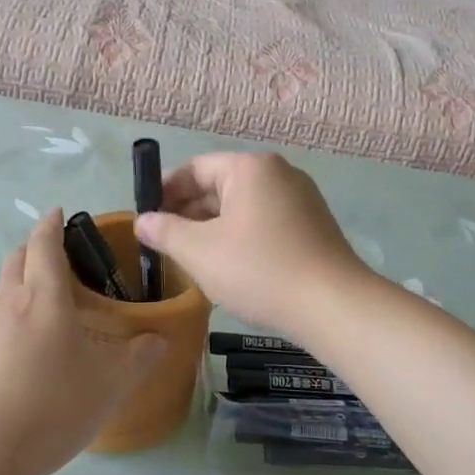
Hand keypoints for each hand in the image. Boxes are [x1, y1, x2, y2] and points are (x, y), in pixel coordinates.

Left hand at [0, 209, 164, 474]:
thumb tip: (160, 340)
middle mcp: (7, 305)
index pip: (44, 244)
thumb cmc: (51, 405)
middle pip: (15, 260)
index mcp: (42, 297)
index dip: (51, 224)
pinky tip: (25, 350)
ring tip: (45, 301)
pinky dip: (9, 319)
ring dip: (19, 282)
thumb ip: (139, 358)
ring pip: (0, 291)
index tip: (58, 212)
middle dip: (33, 248)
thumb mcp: (110, 384)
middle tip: (57, 255)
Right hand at [133, 153, 369, 335]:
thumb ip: (164, 231)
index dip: (164, 191)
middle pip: (220, 185)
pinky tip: (228, 265)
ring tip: (190, 257)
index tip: (145, 217)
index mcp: (250, 168)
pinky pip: (264, 221)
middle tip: (162, 242)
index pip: (194, 168)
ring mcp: (300, 199)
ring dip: (212, 227)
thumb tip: (142, 221)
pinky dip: (240, 236)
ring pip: (242, 206)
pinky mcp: (313, 225)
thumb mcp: (199, 252)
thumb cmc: (259, 270)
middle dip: (188, 212)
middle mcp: (278, 173)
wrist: (333, 306)